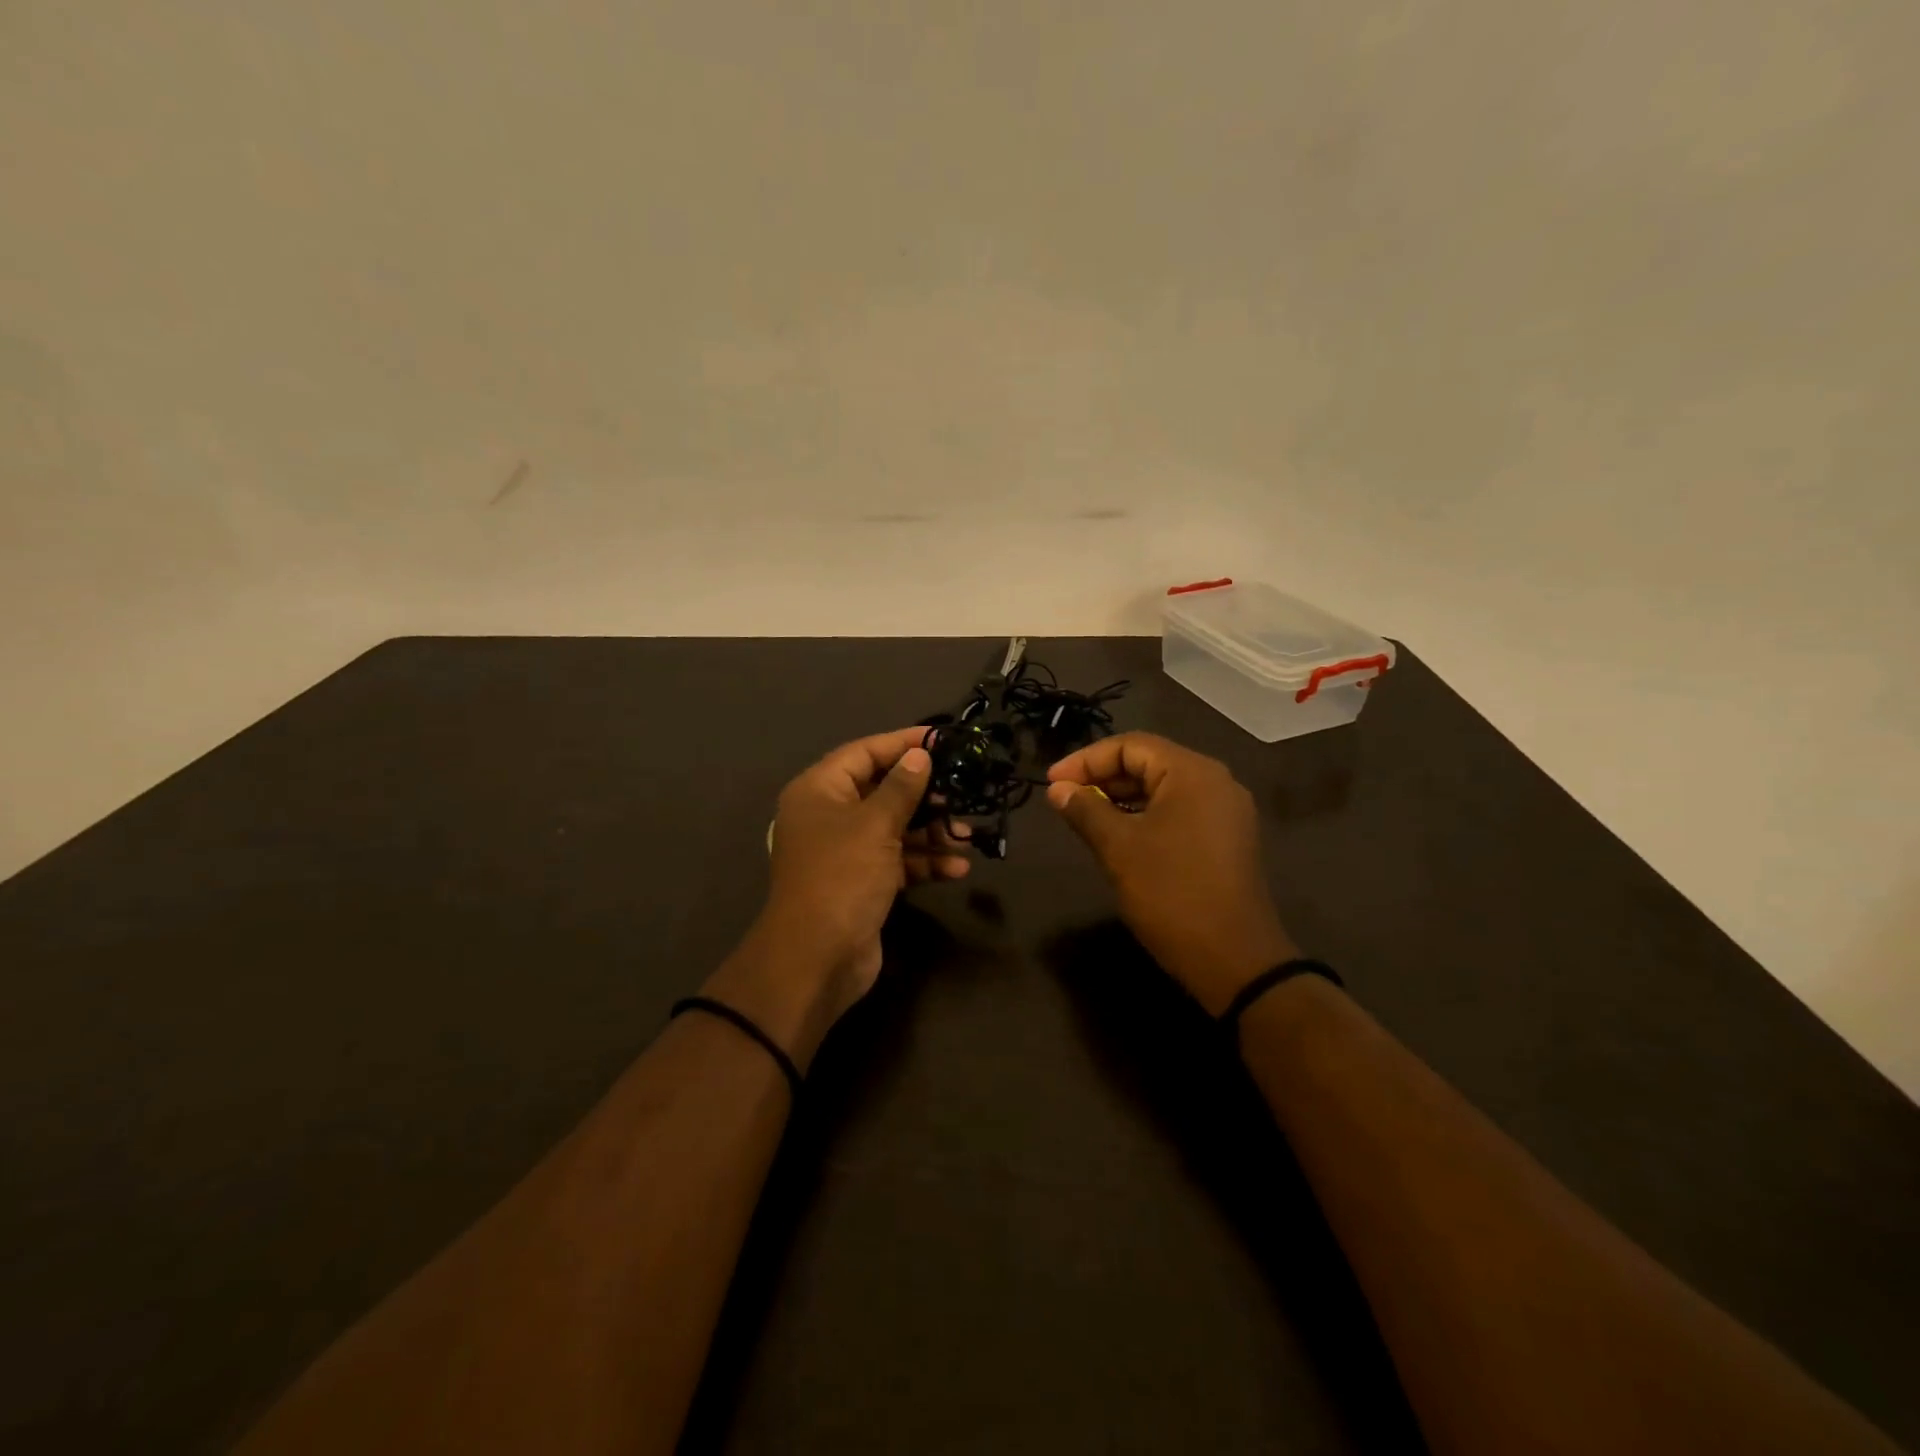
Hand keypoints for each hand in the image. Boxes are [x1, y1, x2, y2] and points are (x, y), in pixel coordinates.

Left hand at [715, 729, 968, 1053]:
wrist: (818, 958)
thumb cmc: (843, 876)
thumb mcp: (875, 825)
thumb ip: (901, 788)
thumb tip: (920, 755)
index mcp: (819, 791)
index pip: (864, 753)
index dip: (903, 744)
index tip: (942, 740)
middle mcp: (829, 815)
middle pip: (882, 790)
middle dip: (924, 795)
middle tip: (961, 793)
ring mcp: (846, 851)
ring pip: (894, 828)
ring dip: (931, 832)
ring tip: (967, 835)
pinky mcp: (863, 882)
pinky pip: (897, 860)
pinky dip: (924, 862)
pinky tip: (957, 868)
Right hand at [1047, 732, 1297, 1014]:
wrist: (1234, 960)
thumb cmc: (1171, 894)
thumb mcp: (1119, 848)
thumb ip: (1085, 810)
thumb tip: (1057, 789)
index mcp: (1193, 773)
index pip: (1131, 746)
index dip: (1085, 760)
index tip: (1051, 782)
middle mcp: (1215, 782)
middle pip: (1149, 762)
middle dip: (1102, 776)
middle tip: (1063, 798)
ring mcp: (1226, 811)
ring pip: (1163, 788)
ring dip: (1121, 796)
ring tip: (1084, 815)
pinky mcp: (1227, 838)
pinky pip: (1179, 810)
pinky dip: (1145, 814)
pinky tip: (1118, 834)